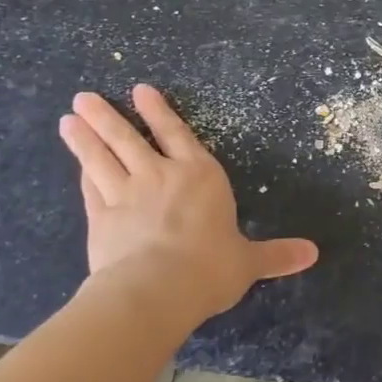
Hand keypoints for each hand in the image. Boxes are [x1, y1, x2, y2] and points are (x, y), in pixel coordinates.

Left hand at [57, 85, 317, 320]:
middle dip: (108, 116)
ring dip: (85, 138)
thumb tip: (313, 254)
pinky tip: (78, 165)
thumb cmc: (209, 268)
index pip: (178, 134)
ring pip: (102, 159)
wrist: (156, 290)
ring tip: (69, 117)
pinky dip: (85, 174)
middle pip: (129, 139)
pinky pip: (91, 189)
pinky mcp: (101, 220)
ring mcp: (126, 196)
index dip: (159, 112)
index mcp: (200, 176)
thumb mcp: (248, 262)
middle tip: (84, 97)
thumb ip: (276, 255)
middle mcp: (160, 176)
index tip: (140, 91)